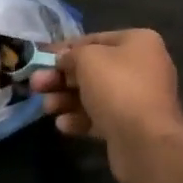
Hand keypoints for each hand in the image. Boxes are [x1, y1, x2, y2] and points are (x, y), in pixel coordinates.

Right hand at [32, 30, 182, 182]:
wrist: (146, 143)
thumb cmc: (117, 88)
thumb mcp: (87, 59)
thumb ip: (71, 55)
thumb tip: (64, 60)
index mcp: (139, 42)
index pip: (95, 39)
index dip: (65, 48)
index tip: (41, 57)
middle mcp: (142, 67)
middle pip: (93, 69)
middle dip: (62, 78)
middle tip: (36, 85)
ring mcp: (138, 98)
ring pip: (94, 94)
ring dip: (66, 99)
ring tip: (46, 107)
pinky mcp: (131, 126)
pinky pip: (101, 117)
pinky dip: (80, 118)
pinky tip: (62, 125)